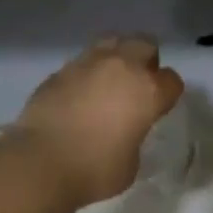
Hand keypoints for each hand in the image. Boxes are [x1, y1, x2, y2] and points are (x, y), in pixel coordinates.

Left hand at [7, 36, 185, 209]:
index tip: (159, 107)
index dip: (167, 94)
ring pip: (112, 42)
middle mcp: (122, 67)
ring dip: (116, 58)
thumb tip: (124, 130)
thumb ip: (134, 136)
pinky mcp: (61, 70)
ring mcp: (88, 63)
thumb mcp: (131, 161)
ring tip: (108, 81)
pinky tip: (78, 94)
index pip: (171, 81)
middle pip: (145, 45)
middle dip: (146, 61)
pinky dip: (86, 73)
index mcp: (148, 90)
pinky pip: (82, 62)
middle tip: (137, 84)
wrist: (41, 163)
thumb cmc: (95, 170)